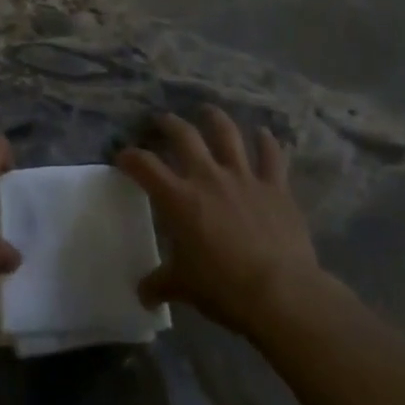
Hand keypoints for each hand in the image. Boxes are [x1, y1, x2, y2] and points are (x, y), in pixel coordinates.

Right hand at [117, 107, 332, 337]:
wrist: (281, 294)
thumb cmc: (224, 288)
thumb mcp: (184, 288)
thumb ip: (161, 283)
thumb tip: (141, 294)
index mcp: (179, 198)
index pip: (144, 166)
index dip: (130, 157)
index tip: (123, 157)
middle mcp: (208, 177)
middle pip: (184, 136)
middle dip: (169, 123)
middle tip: (162, 120)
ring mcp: (244, 177)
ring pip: (227, 134)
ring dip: (215, 118)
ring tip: (208, 110)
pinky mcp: (276, 187)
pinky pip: (272, 156)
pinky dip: (267, 142)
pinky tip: (264, 133)